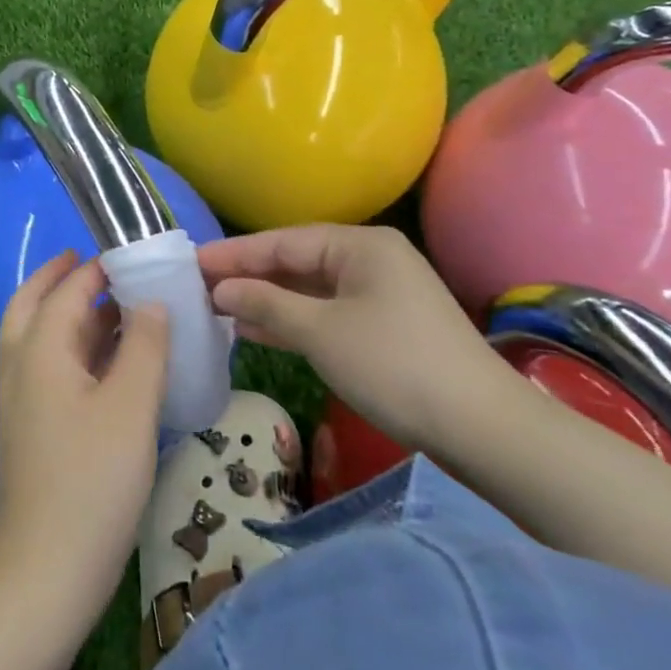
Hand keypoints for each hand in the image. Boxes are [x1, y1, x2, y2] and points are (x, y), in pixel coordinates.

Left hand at [0, 251, 168, 631]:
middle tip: (99, 263)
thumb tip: (150, 302)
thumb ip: (144, 346)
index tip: (132, 252)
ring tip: (115, 306)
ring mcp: (20, 401)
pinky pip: (48, 368)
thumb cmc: (92, 482)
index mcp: (39, 351)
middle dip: (61, 279)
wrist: (45, 572)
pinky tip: (110, 363)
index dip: (97, 268)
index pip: (66, 290)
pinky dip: (73, 349)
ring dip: (69, 314)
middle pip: (32, 305)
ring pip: (38, 338)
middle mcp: (19, 367)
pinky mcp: (30, 429)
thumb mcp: (131, 406)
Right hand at [196, 225, 512, 449]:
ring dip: (265, 301)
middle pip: (294, 263)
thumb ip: (265, 304)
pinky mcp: (382, 327)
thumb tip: (220, 289)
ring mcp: (379, 295)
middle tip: (196, 287)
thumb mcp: (321, 331)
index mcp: (360, 245)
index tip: (190, 262)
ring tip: (215, 308)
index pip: (282, 242)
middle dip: (247, 277)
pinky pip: (324, 314)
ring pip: (308, 291)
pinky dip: (291, 321)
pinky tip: (253, 330)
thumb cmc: (393, 365)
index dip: (233, 254)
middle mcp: (370, 260)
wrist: (480, 427)